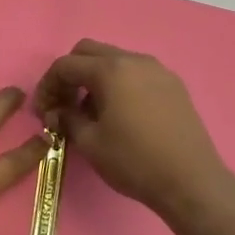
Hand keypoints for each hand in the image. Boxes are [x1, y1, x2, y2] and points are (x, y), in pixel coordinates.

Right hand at [34, 40, 234, 226]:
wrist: (191, 182)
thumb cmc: (134, 161)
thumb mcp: (89, 142)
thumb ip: (66, 119)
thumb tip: (58, 112)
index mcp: (110, 70)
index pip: (66, 65)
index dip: (47, 86)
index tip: (43, 111)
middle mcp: (134, 60)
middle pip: (89, 52)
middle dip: (70, 74)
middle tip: (64, 104)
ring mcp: (158, 71)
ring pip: (114, 60)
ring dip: (94, 78)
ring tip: (91, 112)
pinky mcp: (173, 86)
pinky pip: (136, 73)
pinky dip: (118, 84)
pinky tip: (119, 114)